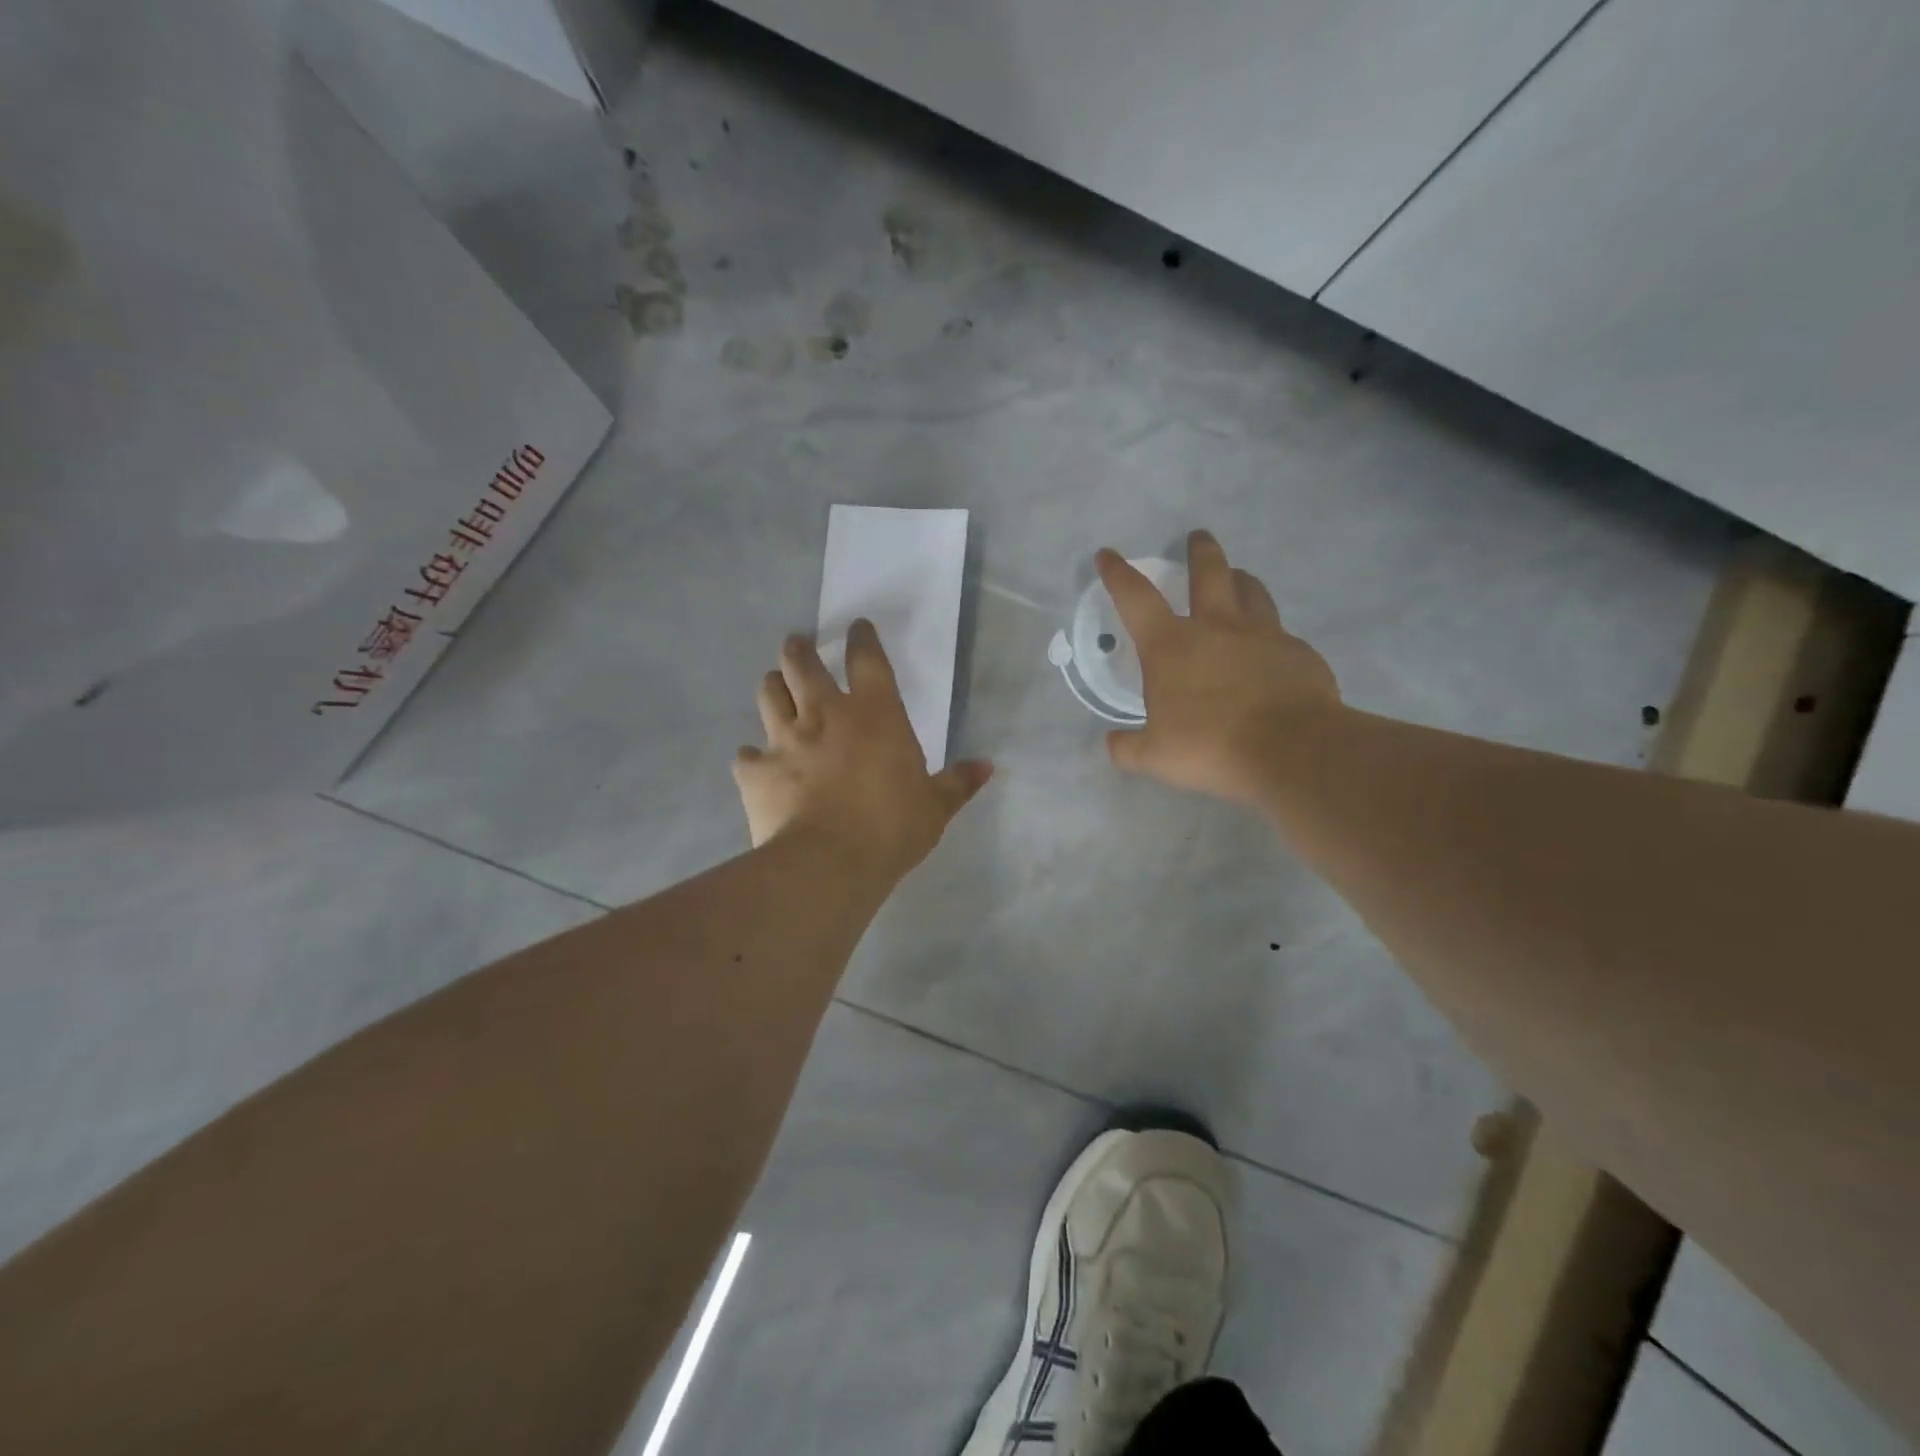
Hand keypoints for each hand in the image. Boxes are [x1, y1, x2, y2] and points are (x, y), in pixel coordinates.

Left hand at [734, 619, 992, 879]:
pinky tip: (755, 763)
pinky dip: (752, 756)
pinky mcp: (755, 771)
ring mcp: (784, 740)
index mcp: (875, 715)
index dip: (862, 638)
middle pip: (803, 664)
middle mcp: (825, 715)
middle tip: (797, 644)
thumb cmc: (891, 828)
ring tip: (775, 685)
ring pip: (769, 694)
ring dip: (773, 686)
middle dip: (799, 650)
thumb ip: (958, 783)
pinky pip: (746, 755)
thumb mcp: (935, 808)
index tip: (857, 627)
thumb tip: (988, 766)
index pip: (867, 659)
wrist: (828, 863)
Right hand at [1098, 529, 1340, 804]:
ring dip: (1240, 579)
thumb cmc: (1211, 747)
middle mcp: (1216, 627)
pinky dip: (1270, 632)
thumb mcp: (1156, 757)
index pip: (1136, 598)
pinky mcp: (1298, 652)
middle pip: (1208, 573)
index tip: (1108, 554)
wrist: (1292, 751)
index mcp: (1172, 646)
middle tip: (1197, 537)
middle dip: (1199, 551)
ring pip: (1251, 591)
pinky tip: (1271, 649)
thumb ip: (1128, 748)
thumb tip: (1112, 744)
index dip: (1118, 574)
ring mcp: (1263, 635)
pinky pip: (1281, 632)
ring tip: (1238, 578)